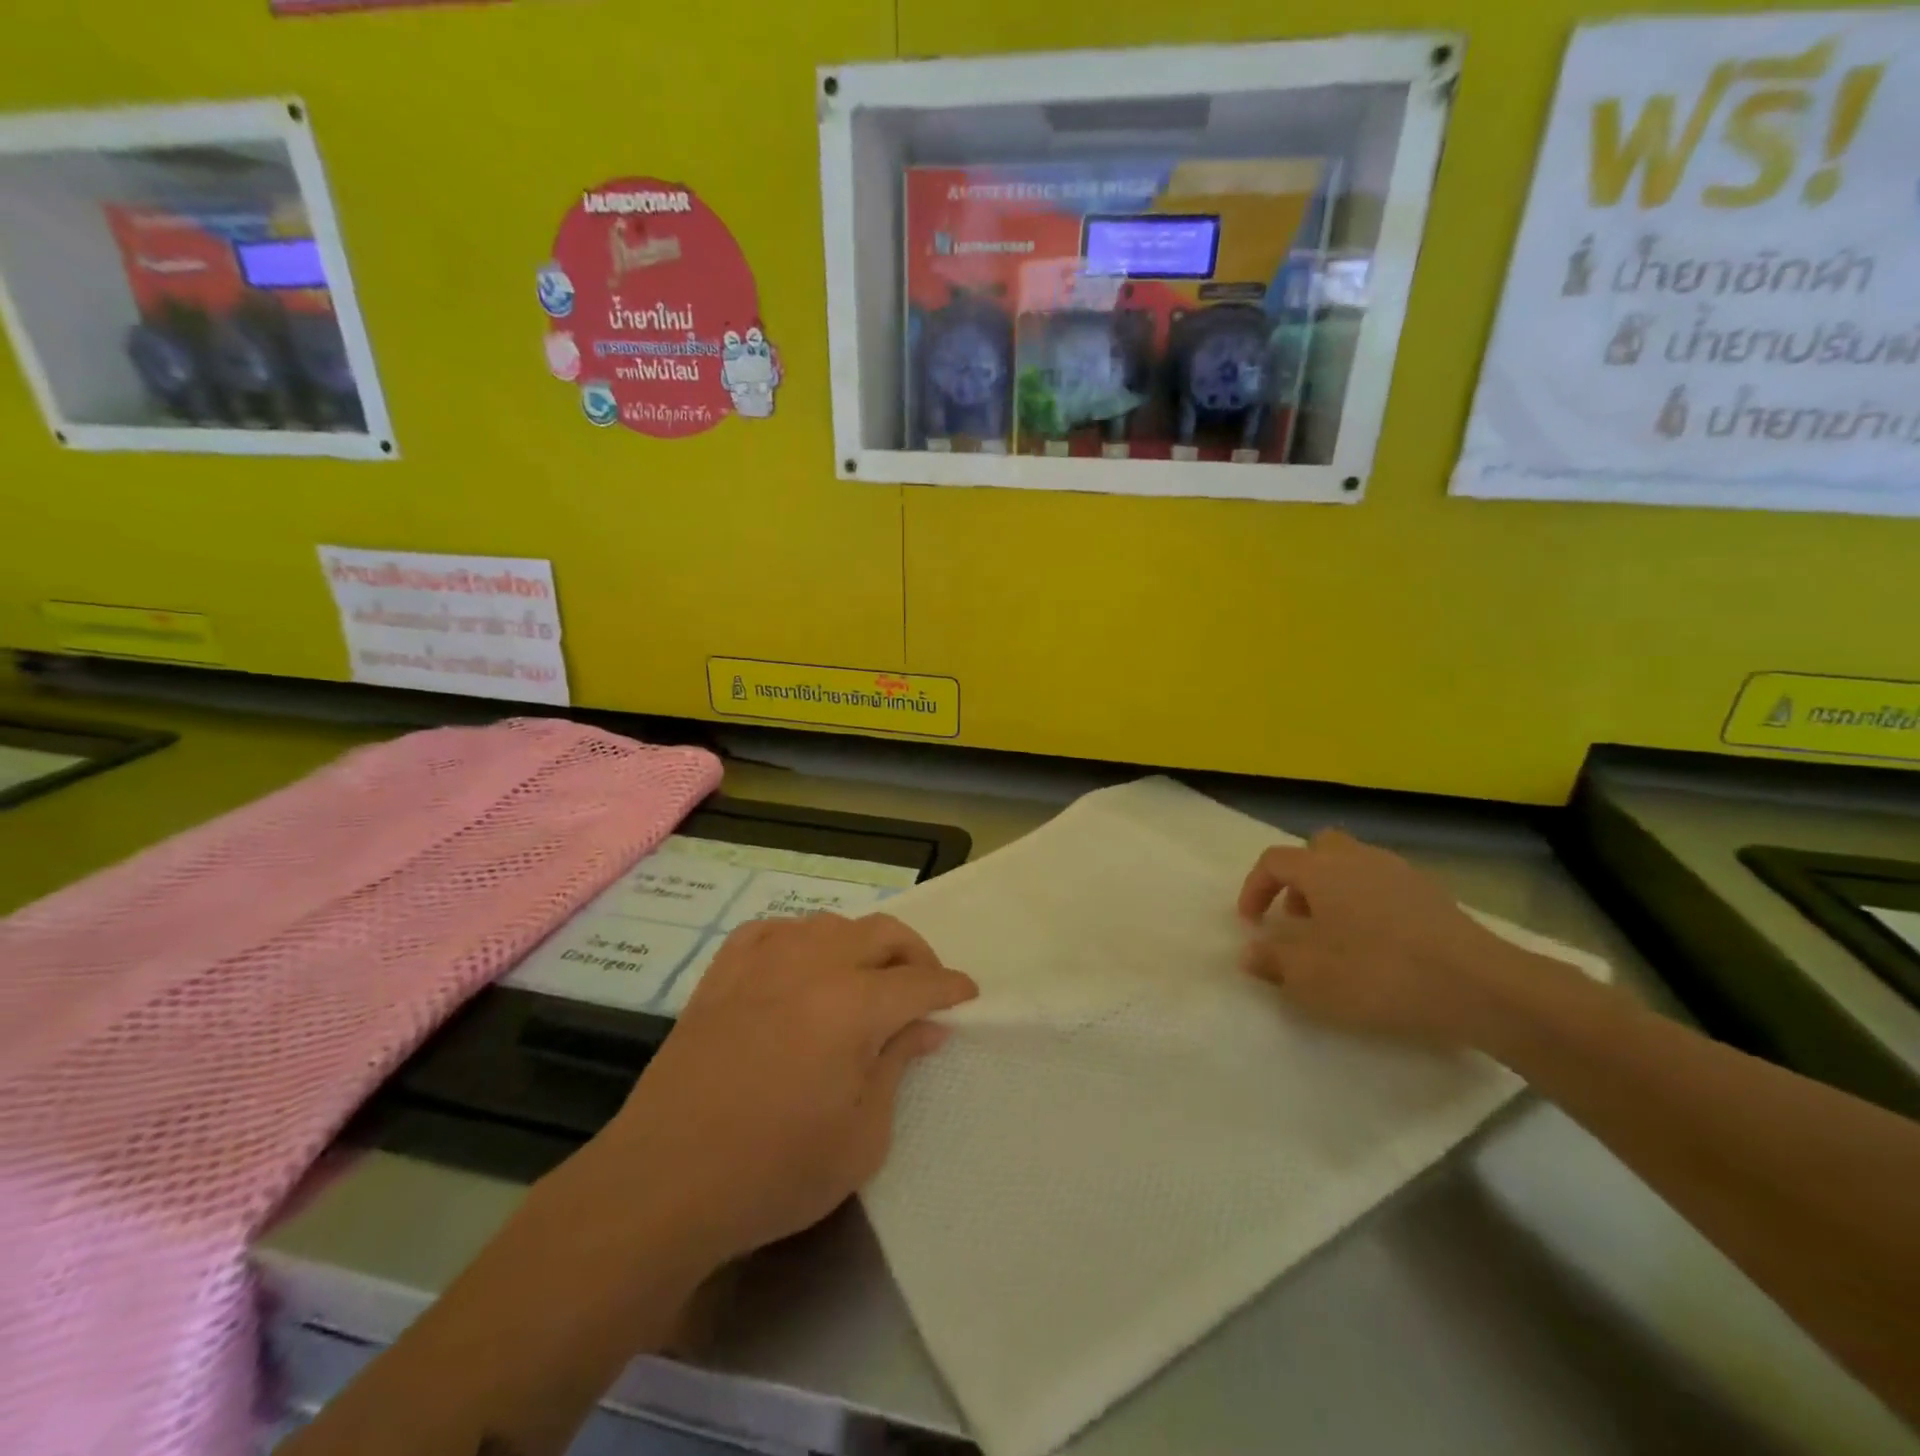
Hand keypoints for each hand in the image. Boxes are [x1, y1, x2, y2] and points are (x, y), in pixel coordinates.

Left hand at [589, 913, 976, 1268]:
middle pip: (881, 934)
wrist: (664, 1183)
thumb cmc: (774, 1173)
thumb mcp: (861, 1139)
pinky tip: (800, 965)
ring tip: (865, 979)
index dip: (951, 988)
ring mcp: (761, 963)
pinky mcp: (721, 974)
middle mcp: (811, 967)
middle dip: (916, 955)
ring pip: (829, 923)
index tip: (968, 996)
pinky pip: (771, 930)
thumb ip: (896, 1069)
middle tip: (924, 988)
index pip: (919, 983)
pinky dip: (799, 939)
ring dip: (860, 944)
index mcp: (852, 1007)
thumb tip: (923, 1028)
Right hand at [1237, 830, 1525, 1047]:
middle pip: (1319, 849)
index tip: (1252, 924)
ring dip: (1335, 891)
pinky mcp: (1434, 897)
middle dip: (1300, 879)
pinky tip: (1379, 944)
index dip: (1254, 888)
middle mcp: (1358, 859)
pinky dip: (1370, 905)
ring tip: (1336, 934)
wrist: (1480, 987)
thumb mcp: (1310, 978)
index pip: (1274, 861)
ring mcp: (1401, 874)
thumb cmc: (1379, 974)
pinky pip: (1386, 887)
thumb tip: (1250, 952)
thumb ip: (1272, 961)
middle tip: (1297, 917)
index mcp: (1322, 870)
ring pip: (1355, 865)